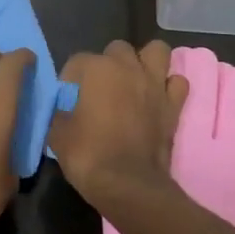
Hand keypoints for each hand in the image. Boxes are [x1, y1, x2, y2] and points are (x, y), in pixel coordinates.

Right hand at [49, 40, 189, 209]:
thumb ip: (60, 111)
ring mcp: (155, 84)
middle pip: (117, 49)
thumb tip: (63, 107)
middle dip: (107, 64)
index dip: (70, 80)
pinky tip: (157, 98)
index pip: (77, 61)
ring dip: (145, 62)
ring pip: (156, 51)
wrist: (127, 183)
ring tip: (134, 81)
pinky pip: (177, 82)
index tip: (68, 100)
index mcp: (97, 69)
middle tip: (101, 89)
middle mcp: (128, 67)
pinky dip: (168, 86)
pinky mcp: (174, 104)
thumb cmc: (87, 155)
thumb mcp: (57, 133)